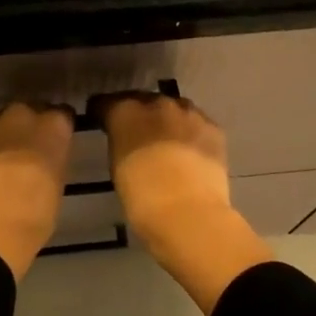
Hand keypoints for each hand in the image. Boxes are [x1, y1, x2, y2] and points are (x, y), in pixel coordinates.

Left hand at [0, 102, 74, 279]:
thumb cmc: (36, 212)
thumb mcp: (56, 184)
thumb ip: (52, 160)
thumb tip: (45, 159)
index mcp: (55, 126)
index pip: (62, 114)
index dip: (57, 128)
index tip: (56, 140)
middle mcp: (26, 114)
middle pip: (30, 110)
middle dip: (29, 124)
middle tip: (28, 147)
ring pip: (2, 117)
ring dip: (4, 130)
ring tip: (2, 153)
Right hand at [101, 91, 271, 314]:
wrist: (188, 213)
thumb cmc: (141, 197)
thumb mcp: (117, 166)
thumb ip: (120, 142)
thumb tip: (125, 139)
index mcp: (125, 112)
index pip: (107, 102)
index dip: (104, 113)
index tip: (102, 122)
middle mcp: (156, 103)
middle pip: (143, 101)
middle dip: (139, 115)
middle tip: (137, 136)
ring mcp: (188, 113)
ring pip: (174, 109)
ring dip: (167, 121)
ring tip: (167, 142)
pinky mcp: (213, 127)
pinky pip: (197, 123)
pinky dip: (191, 133)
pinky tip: (190, 152)